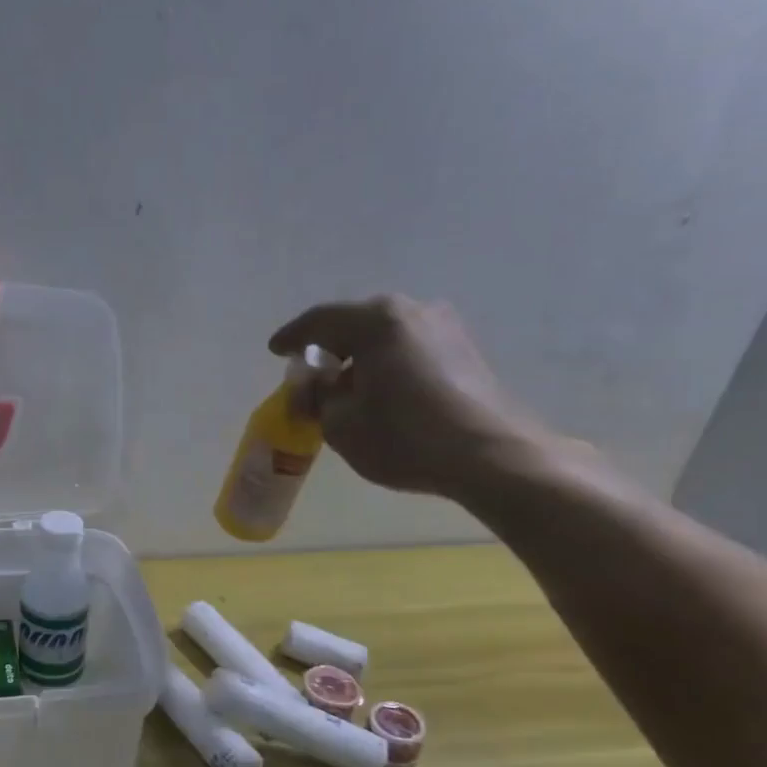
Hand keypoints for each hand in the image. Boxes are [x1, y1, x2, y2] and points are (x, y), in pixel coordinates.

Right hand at [270, 294, 557, 501]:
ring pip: (385, 338)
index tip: (275, 351)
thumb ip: (317, 396)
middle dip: (329, 350)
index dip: (292, 338)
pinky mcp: (465, 351)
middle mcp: (412, 311)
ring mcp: (444, 328)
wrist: (491, 456)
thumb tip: (316, 383)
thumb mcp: (340, 423)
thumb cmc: (405, 437)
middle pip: (355, 325)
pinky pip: (409, 350)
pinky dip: (387, 366)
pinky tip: (381, 393)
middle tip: (310, 377)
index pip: (319, 321)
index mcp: (376, 321)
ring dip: (360, 360)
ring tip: (346, 390)